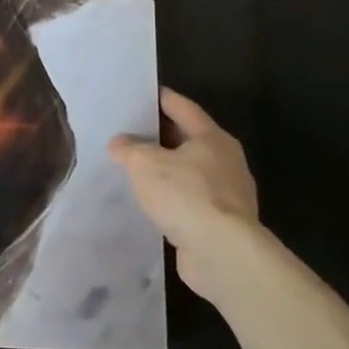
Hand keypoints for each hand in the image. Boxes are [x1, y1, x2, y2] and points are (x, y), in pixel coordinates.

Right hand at [109, 88, 261, 300]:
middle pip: (187, 139)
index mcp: (212, 138)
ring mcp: (228, 194)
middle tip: (126, 132)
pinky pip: (190, 200)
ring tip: (134, 169)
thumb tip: (120, 143)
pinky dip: (171, 197)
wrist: (223, 254)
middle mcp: (225, 161)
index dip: (159, 98)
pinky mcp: (222, 223)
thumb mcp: (144, 163)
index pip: (182, 107)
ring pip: (188, 172)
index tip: (138, 94)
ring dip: (165, 170)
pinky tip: (150, 202)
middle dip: (158, 136)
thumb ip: (128, 148)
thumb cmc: (185, 195)